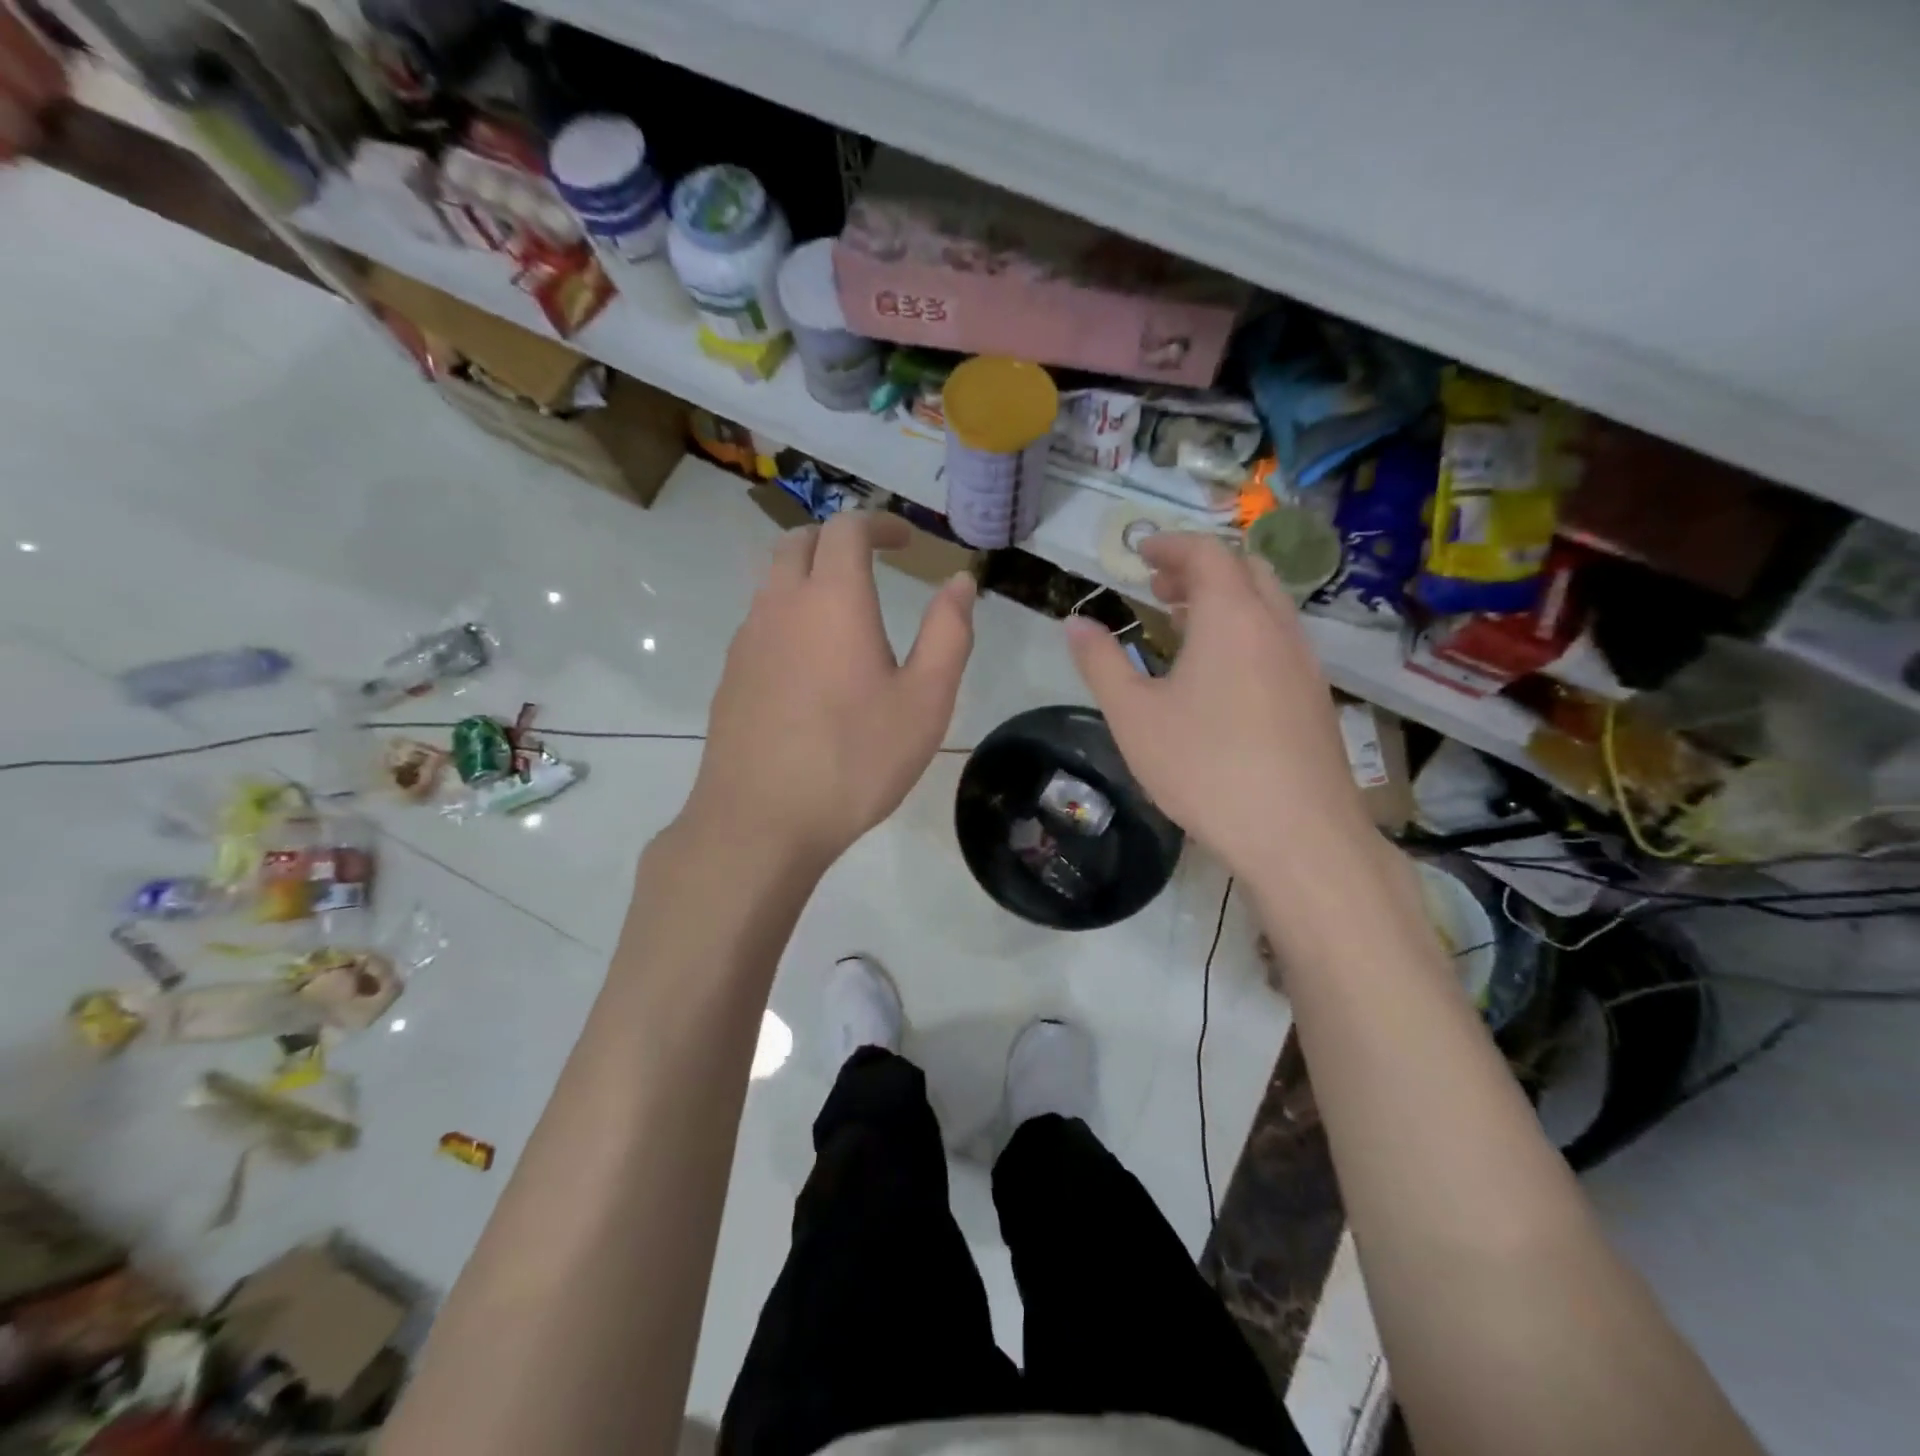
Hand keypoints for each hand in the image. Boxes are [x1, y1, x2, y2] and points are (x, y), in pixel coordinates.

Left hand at [685, 512, 975, 865]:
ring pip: (773, 580)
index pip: (847, 527)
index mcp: (833, 599)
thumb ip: (948, 633)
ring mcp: (747, 640)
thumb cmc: (855, 760)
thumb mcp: (925, 701)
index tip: (906, 541)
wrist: (760, 821)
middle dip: (838, 539)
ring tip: (844, 613)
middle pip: (800, 541)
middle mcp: (781, 605)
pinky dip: (788, 616)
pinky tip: (811, 665)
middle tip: (873, 563)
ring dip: (809, 575)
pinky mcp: (730, 675)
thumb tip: (960, 582)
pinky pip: (760, 622)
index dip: (879, 523)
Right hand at [1065, 533, 1373, 886]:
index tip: (1140, 551)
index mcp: (1231, 618)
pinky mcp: (1315, 696)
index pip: (1207, 553)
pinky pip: (1278, 639)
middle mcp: (1275, 627)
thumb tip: (1076, 623)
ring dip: (1224, 600)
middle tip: (1159, 587)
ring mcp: (1304, 662)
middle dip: (1199, 568)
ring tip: (1182, 625)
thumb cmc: (1205, 767)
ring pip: (1266, 605)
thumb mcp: (1134, 716)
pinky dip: (1245, 631)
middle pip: (1244, 570)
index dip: (1171, 545)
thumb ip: (1101, 663)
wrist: (1297, 833)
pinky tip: (1220, 675)